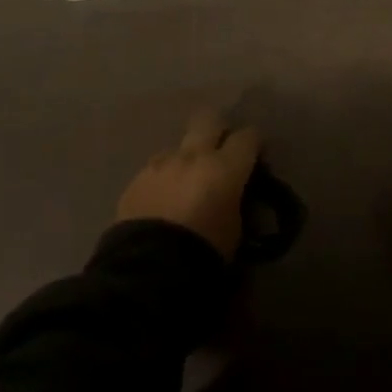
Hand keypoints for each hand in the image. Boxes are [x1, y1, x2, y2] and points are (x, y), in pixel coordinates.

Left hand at [115, 108, 260, 260]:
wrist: (147, 271)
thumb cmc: (203, 254)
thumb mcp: (235, 231)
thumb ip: (237, 203)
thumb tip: (235, 196)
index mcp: (225, 168)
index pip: (248, 136)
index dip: (253, 143)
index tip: (255, 156)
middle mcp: (193, 155)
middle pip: (209, 119)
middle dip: (217, 129)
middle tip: (221, 151)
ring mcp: (161, 164)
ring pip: (178, 146)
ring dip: (186, 158)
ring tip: (186, 185)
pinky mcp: (136, 179)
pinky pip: (156, 169)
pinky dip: (164, 179)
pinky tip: (163, 202)